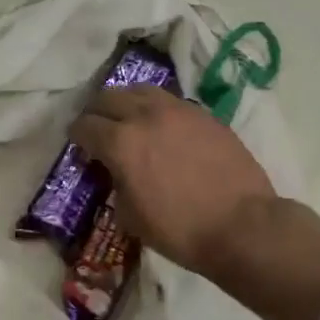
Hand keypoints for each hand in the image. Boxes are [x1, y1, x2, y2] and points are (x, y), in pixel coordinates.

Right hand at [69, 87, 319, 319]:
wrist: (242, 225)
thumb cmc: (180, 230)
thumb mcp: (130, 215)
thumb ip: (116, 184)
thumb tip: (116, 172)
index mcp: (121, 142)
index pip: (86, 125)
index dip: (77, 136)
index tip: (79, 146)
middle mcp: (146, 115)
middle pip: (109, 96)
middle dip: (97, 111)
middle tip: (98, 127)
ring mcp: (178, 110)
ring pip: (141, 90)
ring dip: (127, 102)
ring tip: (129, 118)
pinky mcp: (204, 114)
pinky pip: (170, 101)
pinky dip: (157, 109)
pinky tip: (162, 126)